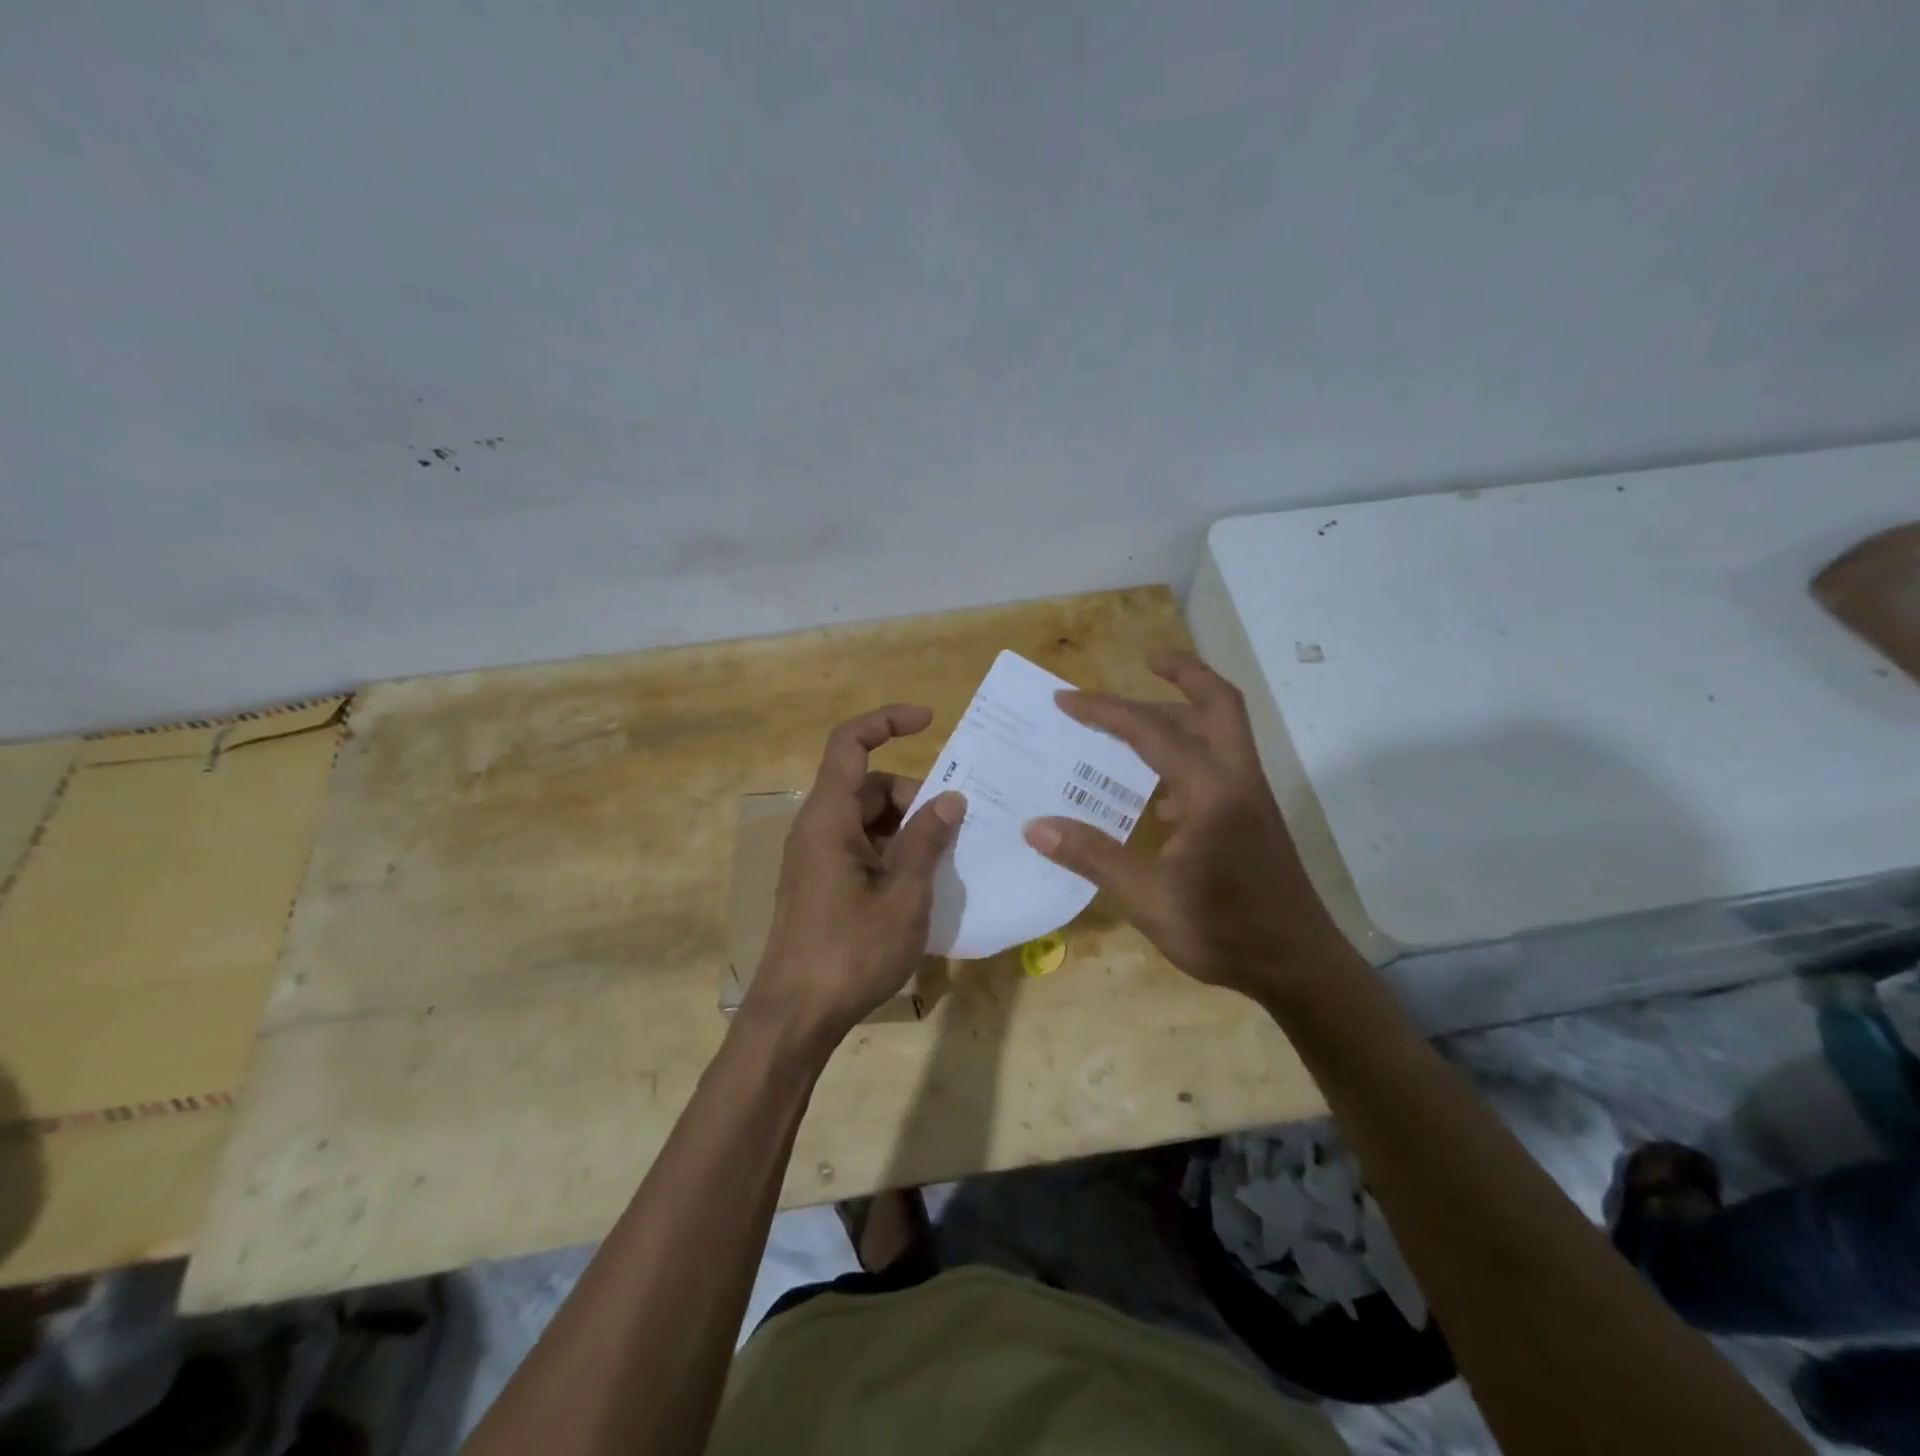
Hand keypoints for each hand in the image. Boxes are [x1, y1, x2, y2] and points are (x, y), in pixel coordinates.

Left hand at [744, 705, 965, 1044]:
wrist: (795, 1015)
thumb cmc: (850, 950)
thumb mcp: (904, 894)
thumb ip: (927, 840)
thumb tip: (950, 799)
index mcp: (829, 817)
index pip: (851, 743)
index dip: (887, 721)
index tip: (930, 721)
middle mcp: (818, 827)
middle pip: (868, 785)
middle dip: (914, 795)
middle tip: (954, 827)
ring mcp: (817, 857)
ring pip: (868, 818)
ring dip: (907, 828)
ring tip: (945, 860)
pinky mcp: (821, 883)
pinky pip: (862, 847)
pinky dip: (893, 851)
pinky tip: (921, 884)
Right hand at [1022, 650, 1355, 1004]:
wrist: (1300, 967)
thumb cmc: (1225, 930)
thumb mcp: (1148, 898)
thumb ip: (1093, 857)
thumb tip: (1035, 826)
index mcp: (1211, 790)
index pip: (1152, 731)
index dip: (1106, 711)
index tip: (1066, 700)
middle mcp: (1237, 780)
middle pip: (1217, 704)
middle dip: (1184, 674)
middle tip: (1147, 659)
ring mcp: (1250, 799)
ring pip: (1222, 733)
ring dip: (1184, 714)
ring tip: (1137, 721)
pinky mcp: (1253, 819)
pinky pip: (1219, 767)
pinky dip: (1188, 757)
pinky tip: (1156, 793)